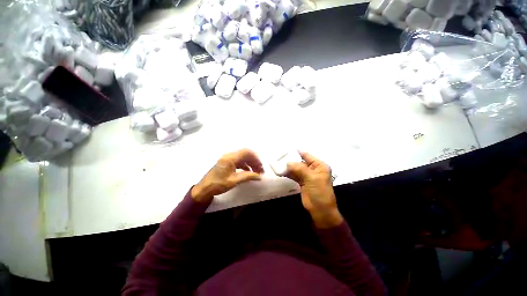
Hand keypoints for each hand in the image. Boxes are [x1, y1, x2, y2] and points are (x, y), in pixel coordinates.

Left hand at [191, 149, 264, 202]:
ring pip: (242, 157)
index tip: (260, 166)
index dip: (255, 158)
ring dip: (250, 163)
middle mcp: (229, 155)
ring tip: (256, 171)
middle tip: (260, 170)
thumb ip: (248, 176)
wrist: (204, 189)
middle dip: (254, 161)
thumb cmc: (218, 184)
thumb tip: (259, 176)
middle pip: (245, 154)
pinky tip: (248, 171)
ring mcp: (227, 158)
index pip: (246, 152)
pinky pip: (238, 161)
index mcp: (230, 158)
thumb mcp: (234, 181)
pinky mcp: (226, 162)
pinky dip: (245, 165)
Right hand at [286, 151, 342, 228]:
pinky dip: (288, 173)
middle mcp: (313, 169)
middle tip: (279, 156)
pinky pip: (294, 175)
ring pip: (296, 168)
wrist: (320, 210)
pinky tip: (280, 171)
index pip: (307, 155)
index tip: (287, 148)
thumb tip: (287, 163)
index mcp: (319, 165)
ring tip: (278, 164)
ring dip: (288, 167)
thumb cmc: (319, 192)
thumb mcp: (311, 178)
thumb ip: (299, 169)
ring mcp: (307, 176)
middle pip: (300, 161)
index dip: (297, 151)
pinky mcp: (302, 182)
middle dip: (291, 160)